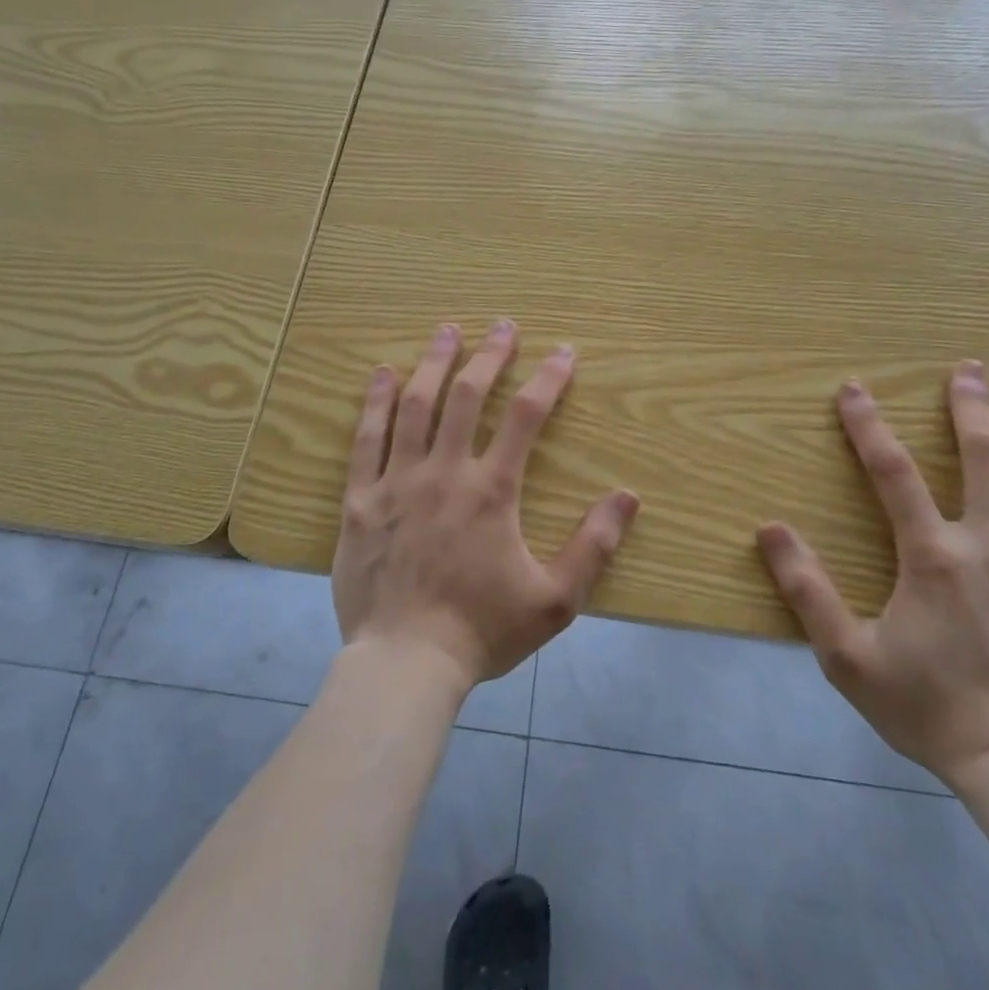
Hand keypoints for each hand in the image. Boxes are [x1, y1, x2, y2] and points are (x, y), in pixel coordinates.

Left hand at [333, 319, 640, 691]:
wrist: (405, 663)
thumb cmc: (482, 631)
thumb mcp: (555, 599)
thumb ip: (593, 546)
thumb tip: (628, 496)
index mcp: (491, 491)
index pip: (525, 417)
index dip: (548, 379)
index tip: (564, 352)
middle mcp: (444, 473)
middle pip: (467, 396)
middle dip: (489, 355)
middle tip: (503, 326)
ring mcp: (397, 482)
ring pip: (415, 406)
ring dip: (434, 363)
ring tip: (447, 331)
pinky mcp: (360, 499)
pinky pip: (367, 439)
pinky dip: (376, 402)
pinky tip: (383, 373)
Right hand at [757, 361, 988, 787]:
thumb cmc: (927, 707)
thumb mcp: (845, 654)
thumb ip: (806, 588)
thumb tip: (768, 528)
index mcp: (934, 555)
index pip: (892, 471)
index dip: (867, 424)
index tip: (853, 387)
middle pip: (986, 458)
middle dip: (972, 407)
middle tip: (971, 369)